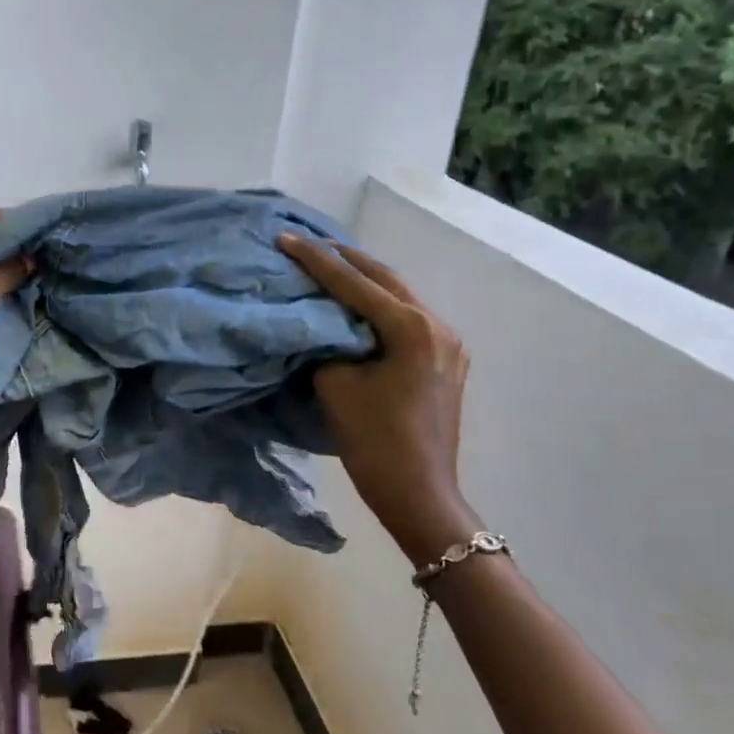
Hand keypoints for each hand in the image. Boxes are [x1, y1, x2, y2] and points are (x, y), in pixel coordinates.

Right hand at [278, 234, 478, 565]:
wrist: (419, 495)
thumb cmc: (375, 442)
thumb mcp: (337, 386)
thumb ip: (325, 344)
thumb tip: (318, 325)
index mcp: (411, 329)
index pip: (355, 284)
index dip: (316, 261)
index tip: (286, 239)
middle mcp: (437, 326)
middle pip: (385, 279)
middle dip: (344, 259)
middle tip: (307, 243)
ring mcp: (447, 343)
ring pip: (399, 296)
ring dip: (364, 280)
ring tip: (328, 265)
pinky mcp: (445, 360)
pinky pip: (407, 318)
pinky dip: (378, 304)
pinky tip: (357, 303)